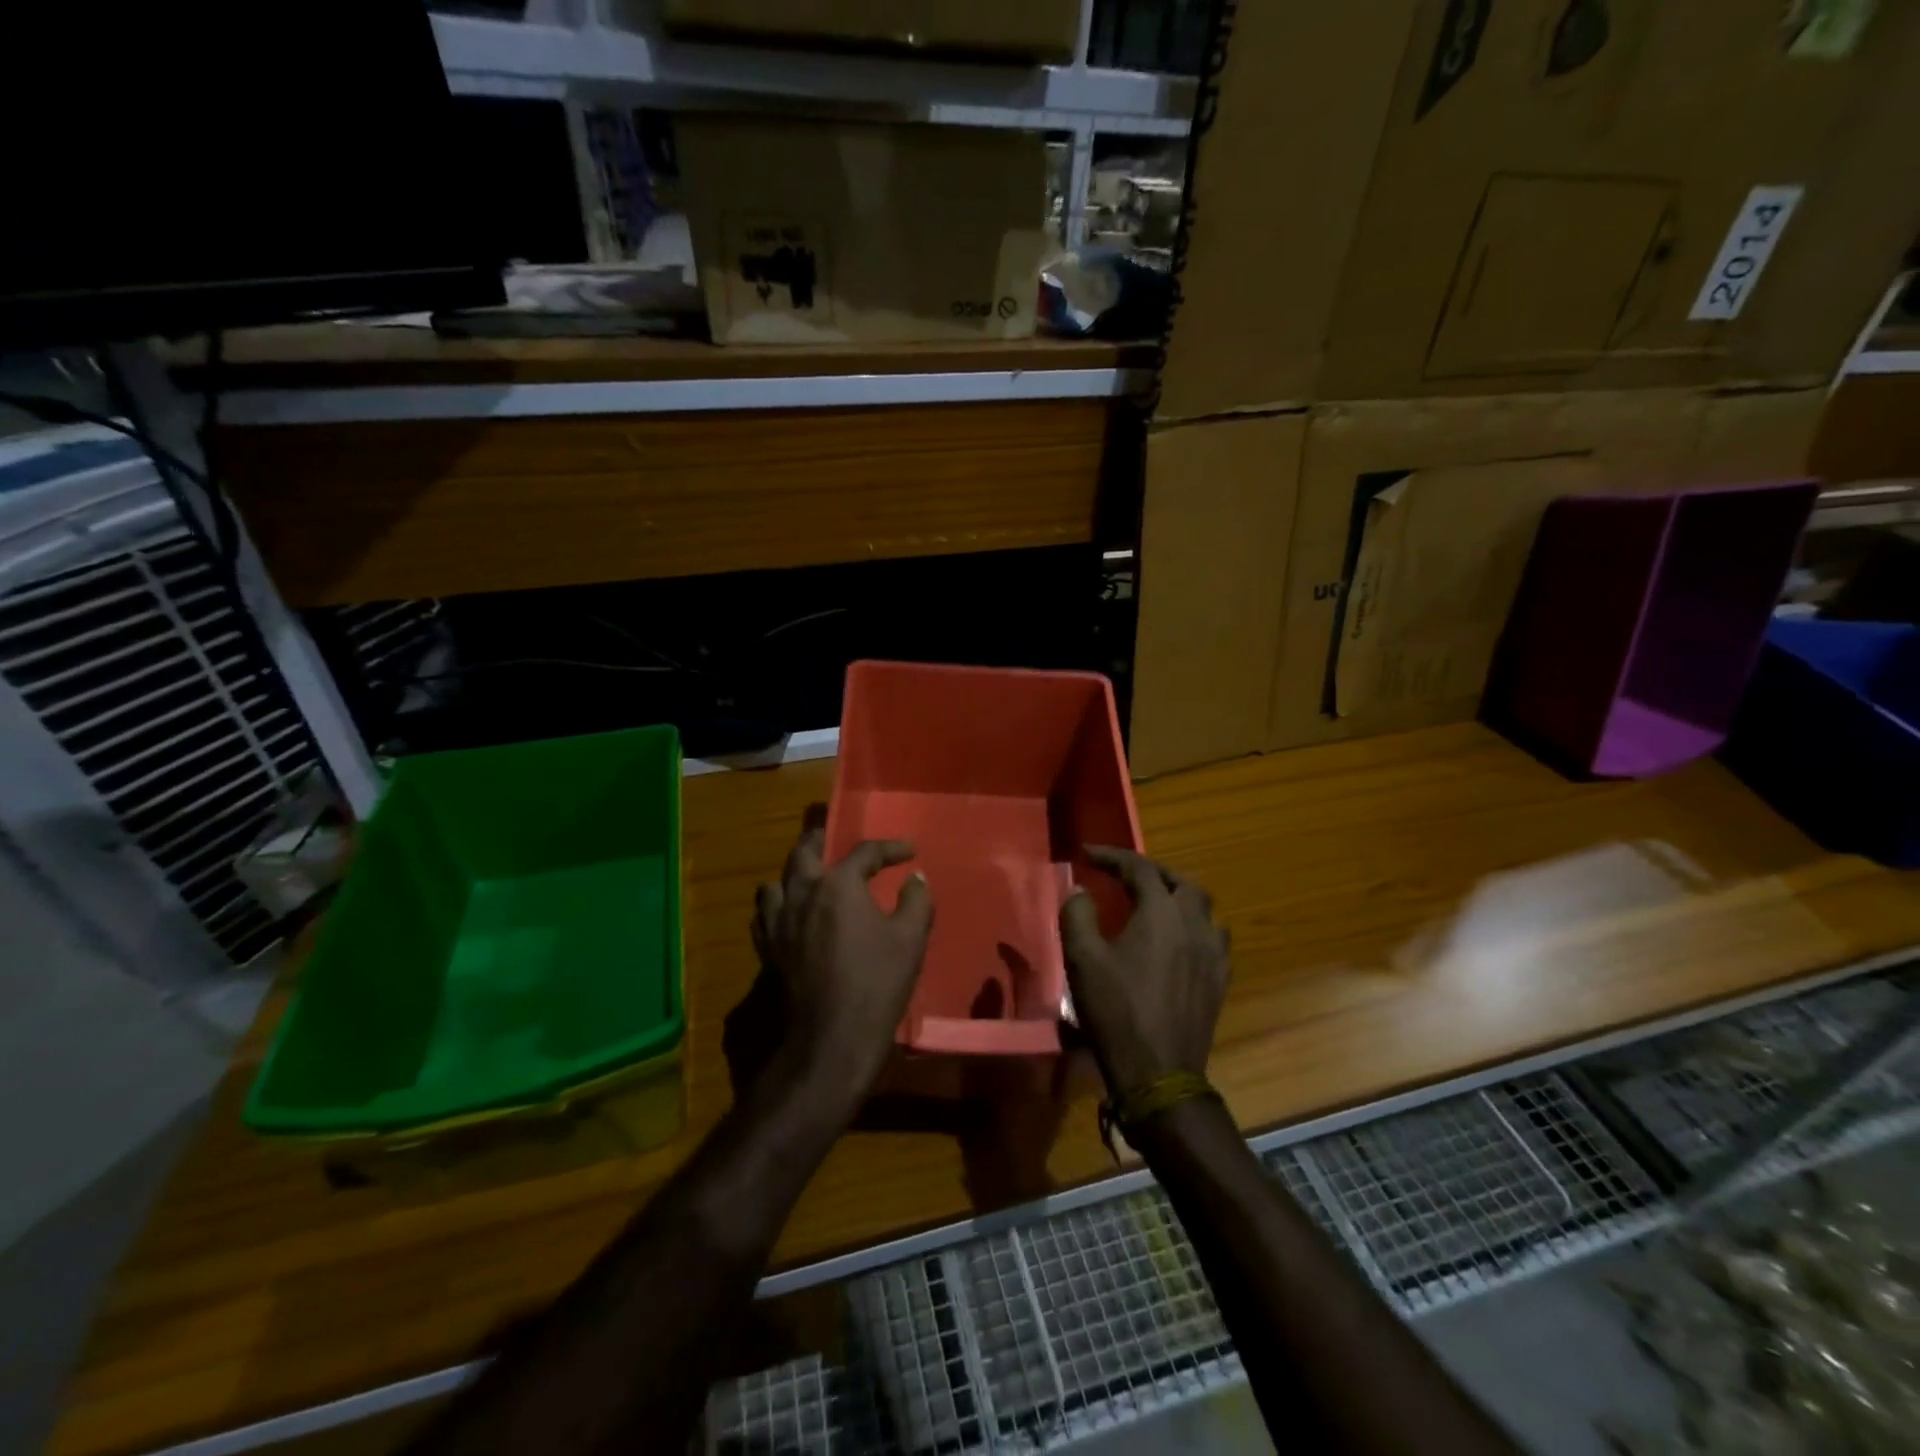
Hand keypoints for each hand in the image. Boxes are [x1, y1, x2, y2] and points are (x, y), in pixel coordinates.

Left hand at [751, 817, 933, 1107]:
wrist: (832, 1039)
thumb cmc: (877, 983)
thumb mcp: (911, 939)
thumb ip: (916, 901)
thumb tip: (916, 879)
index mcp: (838, 885)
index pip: (864, 852)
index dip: (890, 849)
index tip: (910, 852)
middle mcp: (802, 893)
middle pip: (804, 851)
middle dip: (822, 840)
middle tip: (835, 838)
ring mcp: (779, 921)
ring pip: (777, 882)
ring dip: (793, 873)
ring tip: (809, 877)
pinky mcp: (768, 949)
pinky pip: (765, 914)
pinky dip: (779, 906)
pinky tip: (792, 915)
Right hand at [1060, 846, 1229, 1096]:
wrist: (1159, 1072)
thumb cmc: (1116, 1011)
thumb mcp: (1082, 959)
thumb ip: (1078, 915)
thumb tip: (1081, 890)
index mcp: (1160, 913)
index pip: (1139, 867)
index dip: (1111, 856)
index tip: (1087, 854)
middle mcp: (1193, 924)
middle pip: (1180, 881)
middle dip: (1152, 872)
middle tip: (1125, 875)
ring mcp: (1213, 952)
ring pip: (1203, 908)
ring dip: (1178, 897)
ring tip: (1155, 903)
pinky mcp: (1220, 979)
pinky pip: (1213, 937)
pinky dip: (1194, 926)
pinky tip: (1179, 941)